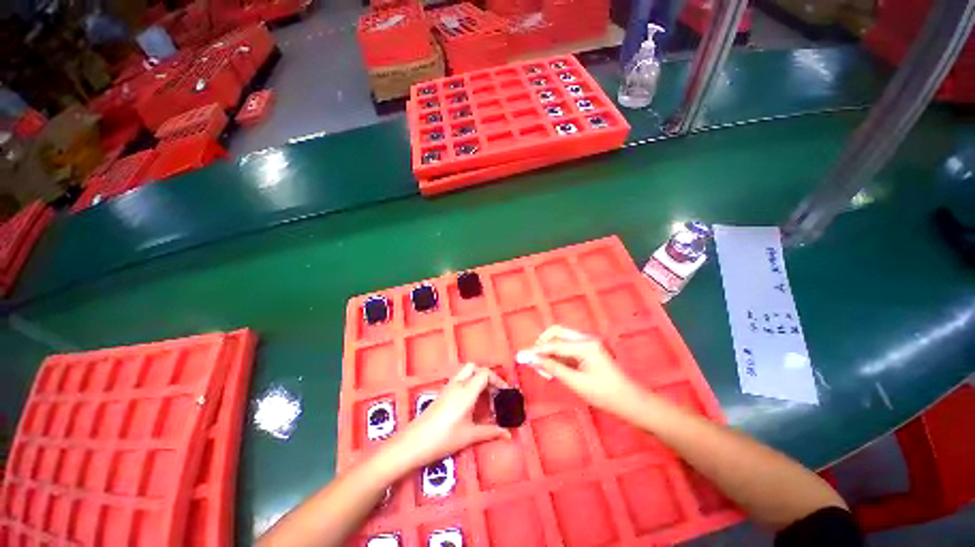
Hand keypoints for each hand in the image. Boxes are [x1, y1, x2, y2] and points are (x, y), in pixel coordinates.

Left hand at [394, 363, 510, 468]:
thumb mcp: (470, 435)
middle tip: (494, 391)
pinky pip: (459, 380)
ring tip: (485, 396)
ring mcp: (448, 387)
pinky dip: (469, 383)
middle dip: (487, 375)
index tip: (505, 392)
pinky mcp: (442, 393)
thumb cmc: (444, 438)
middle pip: (475, 367)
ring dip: (477, 378)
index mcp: (466, 390)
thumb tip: (508, 434)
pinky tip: (471, 402)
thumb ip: (490, 432)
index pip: (485, 374)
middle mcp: (458, 384)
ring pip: (466, 372)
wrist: (414, 442)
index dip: (497, 380)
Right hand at [518, 326, 641, 414]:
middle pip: (558, 333)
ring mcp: (588, 343)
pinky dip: (558, 354)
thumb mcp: (576, 382)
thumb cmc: (604, 394)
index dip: (538, 350)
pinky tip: (554, 367)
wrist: (631, 401)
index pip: (555, 344)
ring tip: (543, 366)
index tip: (523, 356)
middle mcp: (586, 338)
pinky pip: (568, 346)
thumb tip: (533, 360)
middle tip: (535, 359)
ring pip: (562, 339)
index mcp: (585, 345)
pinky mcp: (589, 350)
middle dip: (543, 343)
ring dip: (550, 349)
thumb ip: (553, 368)